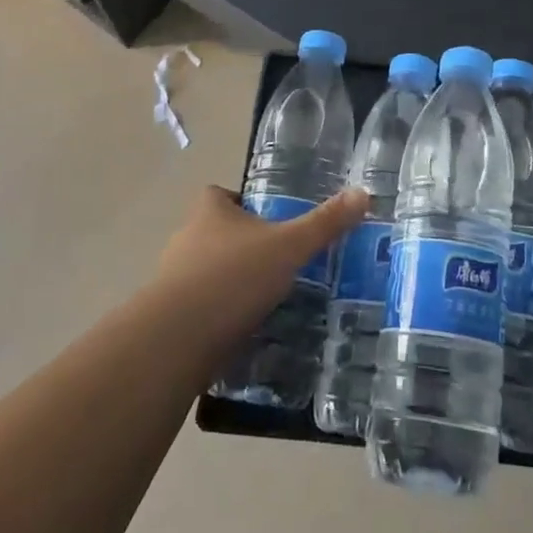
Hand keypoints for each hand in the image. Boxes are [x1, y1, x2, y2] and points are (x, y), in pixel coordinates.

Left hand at [153, 185, 368, 352]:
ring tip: (266, 298)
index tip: (267, 217)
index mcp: (210, 212)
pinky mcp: (169, 318)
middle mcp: (186, 239)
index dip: (240, 202)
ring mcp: (173, 280)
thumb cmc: (234, 277)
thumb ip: (325, 223)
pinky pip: (200, 308)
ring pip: (205, 272)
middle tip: (277, 260)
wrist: (177, 338)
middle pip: (214, 232)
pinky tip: (245, 330)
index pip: (218, 194)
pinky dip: (219, 315)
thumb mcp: (289, 246)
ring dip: (230, 282)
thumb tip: (363, 193)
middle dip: (242, 245)